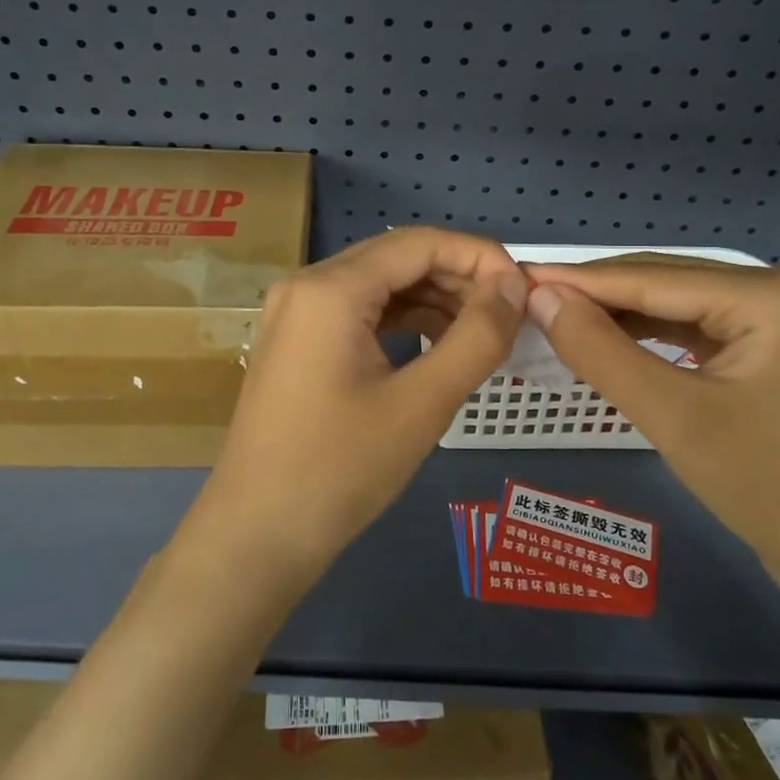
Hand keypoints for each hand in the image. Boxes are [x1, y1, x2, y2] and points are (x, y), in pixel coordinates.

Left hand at [182, 228, 527, 583]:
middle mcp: (307, 284)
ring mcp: (296, 312)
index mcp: (331, 288)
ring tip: (483, 331)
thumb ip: (477, 336)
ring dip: (434, 299)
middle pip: (398, 258)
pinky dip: (403, 320)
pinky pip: (360, 311)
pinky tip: (437, 344)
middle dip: (459, 278)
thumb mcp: (422, 404)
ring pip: (380, 284)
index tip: (523, 290)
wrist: (256, 536)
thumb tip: (512, 285)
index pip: (420, 243)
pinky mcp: (297, 340)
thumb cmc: (339, 470)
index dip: (479, 256)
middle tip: (509, 314)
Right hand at [522, 259, 779, 581]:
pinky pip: (691, 325)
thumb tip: (540, 298)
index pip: (654, 279)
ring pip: (674, 302)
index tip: (519, 277)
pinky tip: (606, 337)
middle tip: (529, 298)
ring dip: (617, 313)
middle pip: (666, 282)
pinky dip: (646, 333)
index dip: (580, 280)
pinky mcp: (767, 342)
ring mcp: (777, 315)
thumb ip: (601, 351)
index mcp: (773, 294)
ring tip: (556, 315)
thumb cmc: (767, 487)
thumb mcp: (673, 417)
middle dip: (597, 294)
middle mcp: (779, 288)